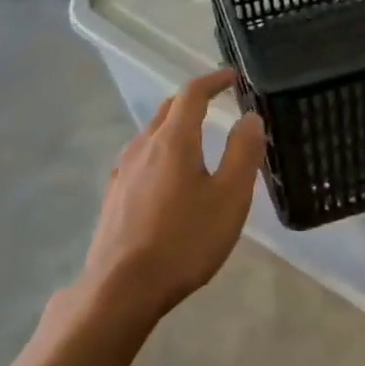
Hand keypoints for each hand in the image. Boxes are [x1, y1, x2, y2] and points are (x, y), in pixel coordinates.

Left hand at [81, 69, 265, 325]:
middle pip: (167, 110)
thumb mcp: (229, 198)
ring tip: (197, 139)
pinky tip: (168, 176)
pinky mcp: (114, 196)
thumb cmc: (184, 241)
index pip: (191, 94)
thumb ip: (243, 153)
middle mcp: (143, 146)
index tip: (233, 77)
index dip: (213, 80)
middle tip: (217, 103)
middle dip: (193, 100)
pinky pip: (141, 159)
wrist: (122, 288)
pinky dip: (160, 151)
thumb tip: (250, 118)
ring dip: (175, 126)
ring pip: (151, 134)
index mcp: (173, 140)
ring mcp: (123, 171)